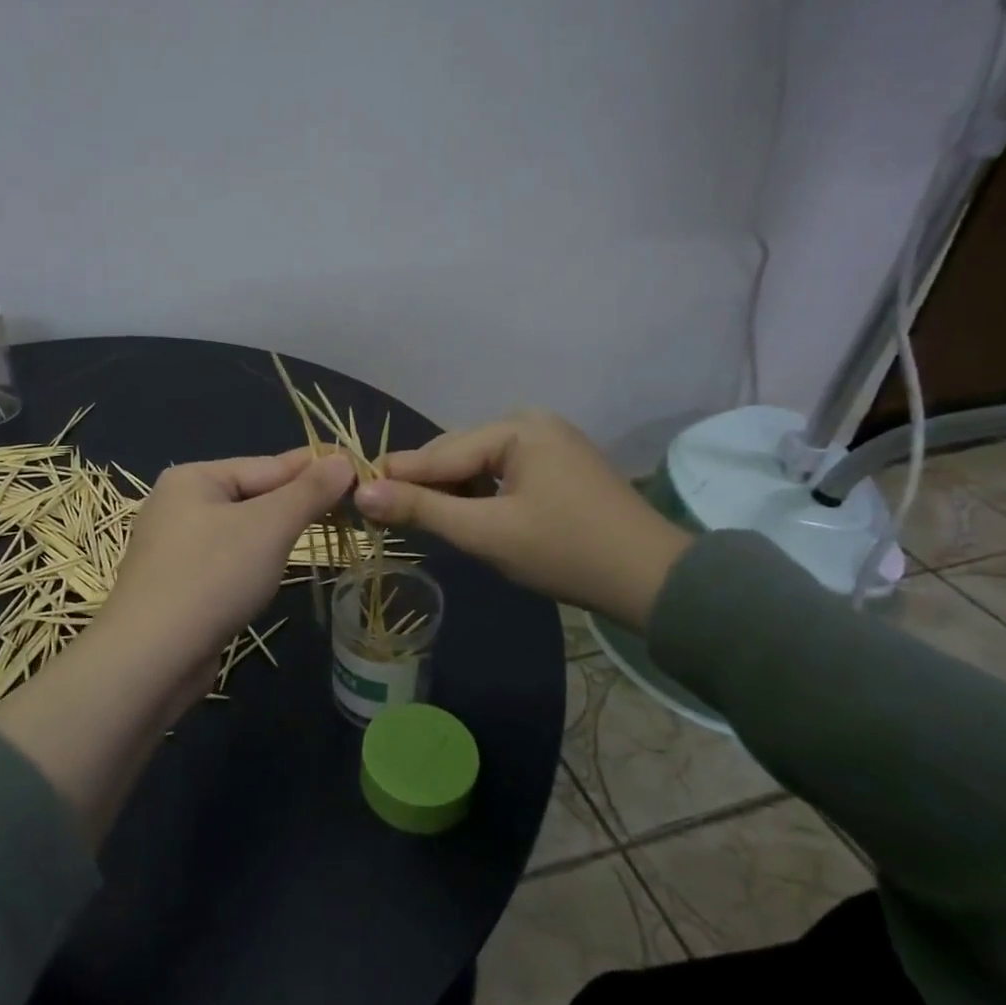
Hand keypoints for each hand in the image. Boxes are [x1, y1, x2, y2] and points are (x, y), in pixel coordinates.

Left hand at [97, 451, 356, 696]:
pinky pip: (227, 561)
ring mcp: (174, 547)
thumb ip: (308, 491)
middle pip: (254, 495)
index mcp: (193, 478)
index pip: (268, 465)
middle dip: (298, 502)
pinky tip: (273, 571)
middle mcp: (178, 504)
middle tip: (350, 505)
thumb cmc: (212, 577)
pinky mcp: (177, 585)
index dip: (316, 468)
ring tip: (321, 532)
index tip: (359, 468)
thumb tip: (343, 459)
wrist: (150, 659)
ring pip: (242, 531)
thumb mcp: (269, 526)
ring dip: (278, 534)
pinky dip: (255, 562)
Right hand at [351, 411, 691, 632]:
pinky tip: (464, 518)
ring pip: (477, 467)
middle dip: (425, 486)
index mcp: (517, 428)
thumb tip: (361, 494)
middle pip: (457, 455)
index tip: (353, 495)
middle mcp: (531, 423)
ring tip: (420, 521)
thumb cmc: (565, 552)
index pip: (439, 453)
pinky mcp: (558, 467)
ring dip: (451, 494)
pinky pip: (501, 476)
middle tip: (385, 517)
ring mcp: (548, 444)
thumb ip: (422, 510)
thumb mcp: (486, 533)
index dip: (395, 477)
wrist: (653, 581)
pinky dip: (479, 497)